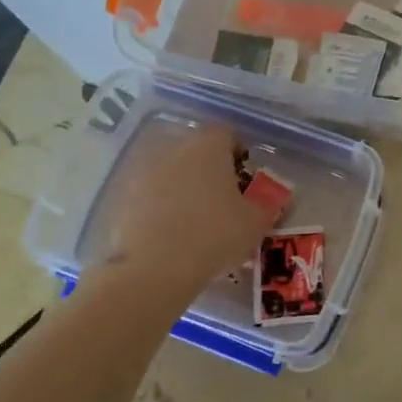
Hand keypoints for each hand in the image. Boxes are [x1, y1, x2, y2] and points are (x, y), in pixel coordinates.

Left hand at [104, 121, 280, 292]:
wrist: (155, 269)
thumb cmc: (215, 235)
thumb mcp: (256, 223)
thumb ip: (269, 205)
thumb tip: (277, 199)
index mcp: (208, 147)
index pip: (226, 133)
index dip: (237, 151)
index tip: (244, 175)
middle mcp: (174, 150)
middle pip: (196, 150)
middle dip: (209, 168)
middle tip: (222, 197)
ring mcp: (145, 173)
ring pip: (171, 171)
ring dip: (183, 186)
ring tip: (195, 218)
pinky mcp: (124, 198)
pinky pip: (150, 195)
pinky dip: (160, 206)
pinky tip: (171, 233)